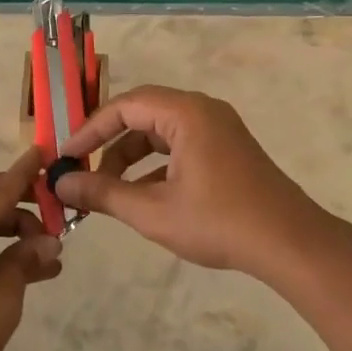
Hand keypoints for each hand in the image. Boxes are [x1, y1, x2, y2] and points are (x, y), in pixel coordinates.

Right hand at [53, 85, 335, 277]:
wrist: (290, 244)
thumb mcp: (152, 211)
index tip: (65, 156)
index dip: (90, 129)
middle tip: (82, 171)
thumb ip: (103, 194)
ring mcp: (219, 129)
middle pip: (142, 115)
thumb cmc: (219, 222)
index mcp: (186, 113)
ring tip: (108, 189)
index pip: (125, 106)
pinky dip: (156, 165)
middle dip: (109, 143)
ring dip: (131, 157)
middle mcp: (203, 111)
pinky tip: (142, 196)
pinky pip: (181, 146)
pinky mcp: (228, 149)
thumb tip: (61, 184)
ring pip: (161, 132)